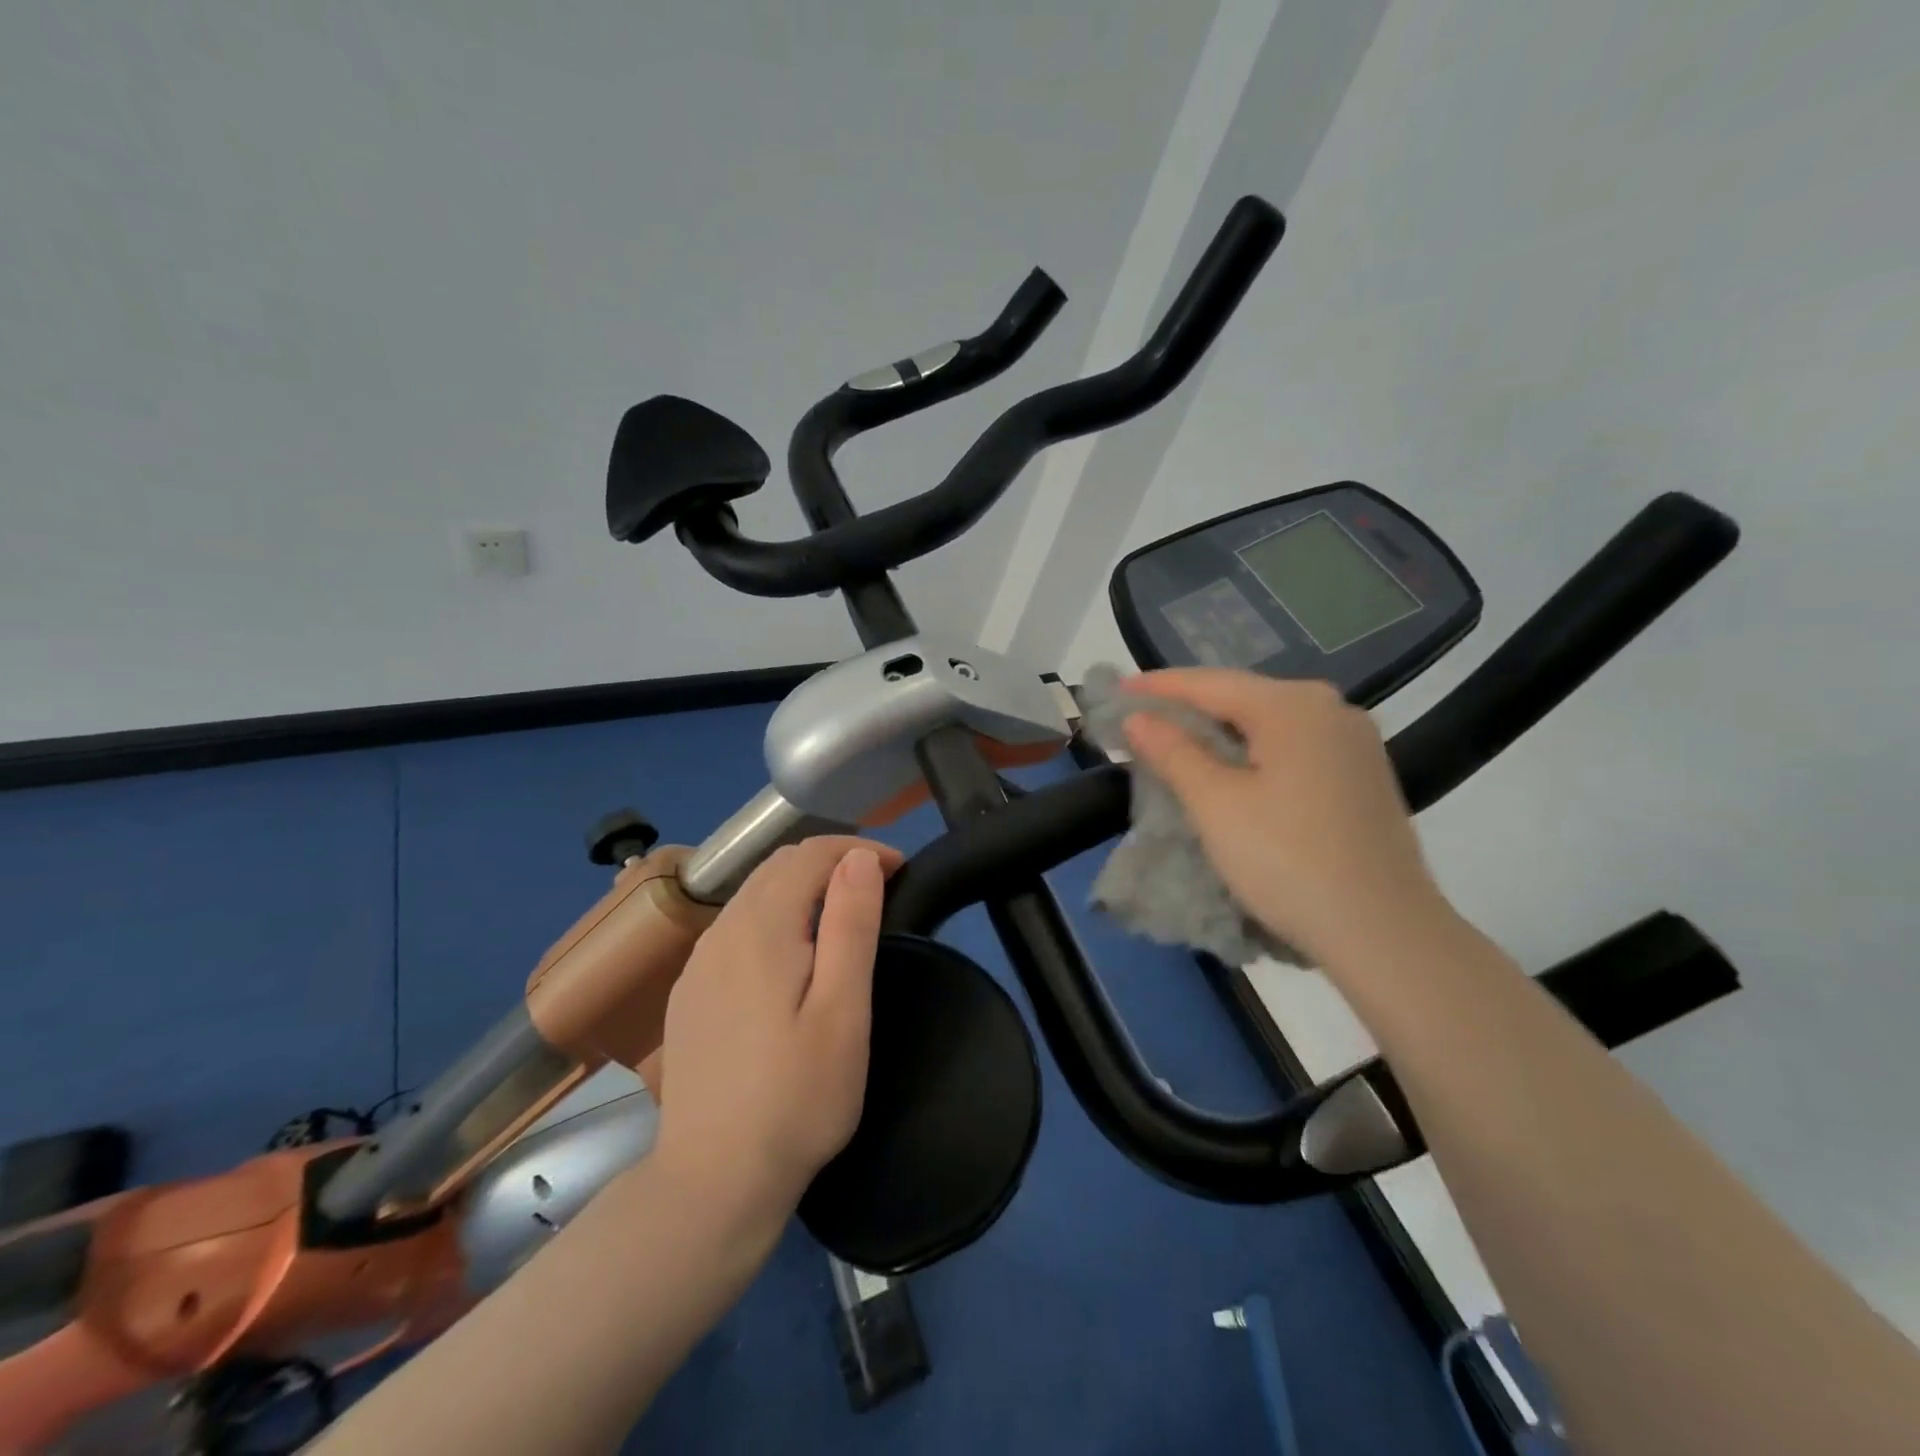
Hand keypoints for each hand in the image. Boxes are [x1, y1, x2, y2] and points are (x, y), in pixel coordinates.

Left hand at [650, 835, 902, 1224]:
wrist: (713, 1182)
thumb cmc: (797, 1097)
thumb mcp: (844, 1011)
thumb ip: (852, 925)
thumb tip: (860, 858)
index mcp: (762, 927)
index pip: (811, 854)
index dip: (860, 850)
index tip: (901, 871)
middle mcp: (722, 931)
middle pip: (779, 866)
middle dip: (833, 862)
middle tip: (879, 889)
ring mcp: (699, 962)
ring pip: (754, 894)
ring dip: (803, 887)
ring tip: (844, 916)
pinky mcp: (690, 992)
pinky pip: (735, 928)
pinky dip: (774, 917)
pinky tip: (792, 956)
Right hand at [1120, 668, 1451, 970]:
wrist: (1384, 932)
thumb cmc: (1287, 860)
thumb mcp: (1215, 804)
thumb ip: (1172, 752)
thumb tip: (1138, 716)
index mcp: (1293, 705)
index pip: (1209, 683)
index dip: (1157, 687)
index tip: (1116, 690)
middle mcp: (1330, 709)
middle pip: (1241, 698)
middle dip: (1187, 709)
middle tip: (1139, 722)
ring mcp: (1354, 742)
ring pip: (1268, 724)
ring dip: (1219, 733)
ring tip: (1174, 745)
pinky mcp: (1363, 775)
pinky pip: (1293, 747)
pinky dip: (1253, 752)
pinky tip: (1230, 770)